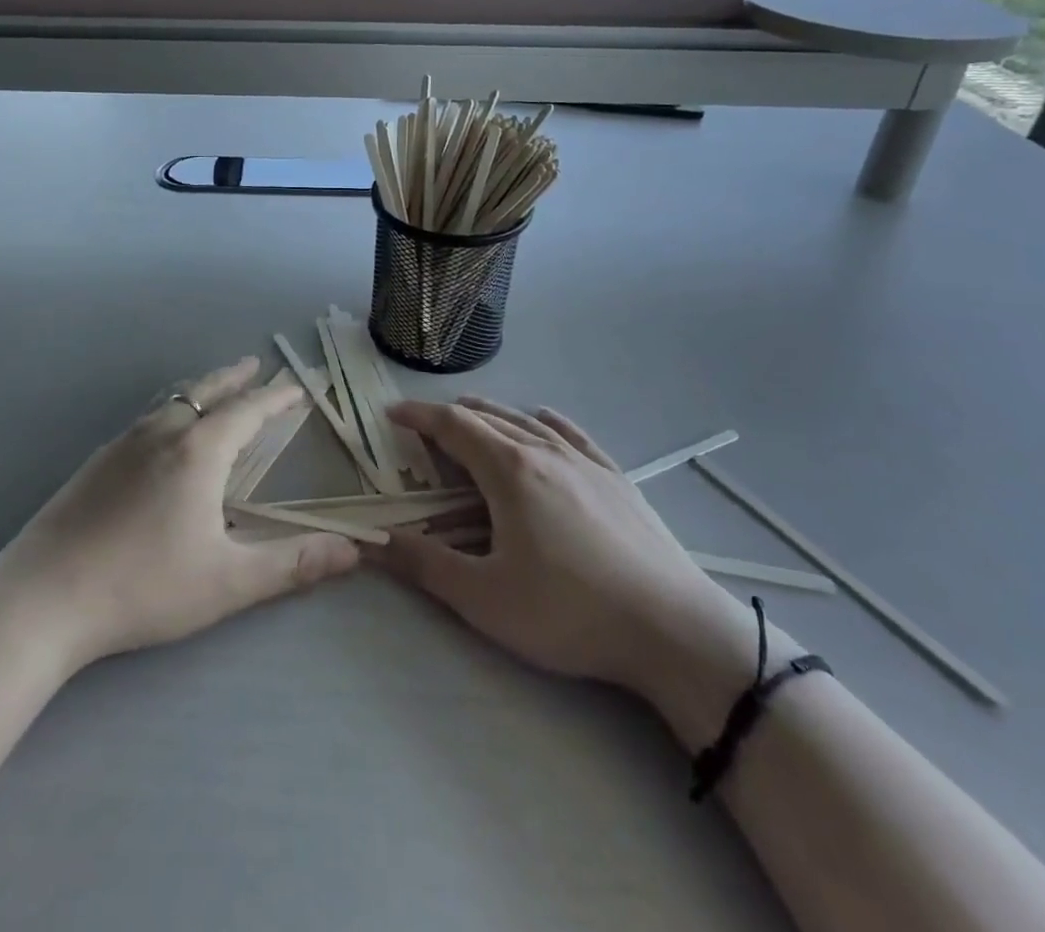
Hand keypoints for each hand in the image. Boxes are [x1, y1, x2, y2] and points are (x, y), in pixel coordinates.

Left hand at [0, 358, 359, 669]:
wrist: (41, 599)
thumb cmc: (142, 586)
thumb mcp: (227, 582)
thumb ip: (292, 565)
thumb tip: (353, 551)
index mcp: (198, 451)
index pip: (248, 411)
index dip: (275, 397)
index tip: (295, 386)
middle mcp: (162, 434)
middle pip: (207, 392)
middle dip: (235, 378)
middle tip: (254, 365)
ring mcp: (123, 444)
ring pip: (173, 401)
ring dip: (201, 390)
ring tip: (215, 391)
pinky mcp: (96, 462)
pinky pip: (147, 419)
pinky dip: (172, 409)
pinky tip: (164, 435)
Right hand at [370, 398, 756, 708]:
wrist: (672, 629)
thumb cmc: (568, 612)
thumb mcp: (484, 598)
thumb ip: (423, 564)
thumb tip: (371, 538)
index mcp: (508, 471)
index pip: (453, 426)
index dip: (419, 416)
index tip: (393, 414)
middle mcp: (544, 452)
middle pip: (489, 418)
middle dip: (451, 416)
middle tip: (426, 427)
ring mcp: (585, 463)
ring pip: (528, 423)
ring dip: (493, 415)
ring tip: (474, 417)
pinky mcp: (616, 479)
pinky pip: (572, 435)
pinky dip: (546, 423)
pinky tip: (544, 421)